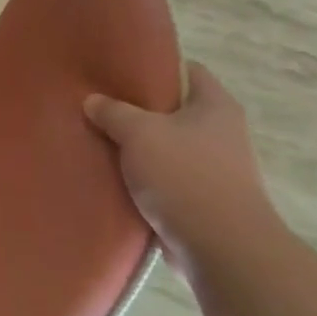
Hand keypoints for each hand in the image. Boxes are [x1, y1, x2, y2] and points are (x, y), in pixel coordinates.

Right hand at [83, 62, 284, 275]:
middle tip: (101, 105)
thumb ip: (113, 112)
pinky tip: (114, 175)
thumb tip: (93, 101)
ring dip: (140, 147)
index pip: (189, 71)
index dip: (156, 67)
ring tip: (101, 140)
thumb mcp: (138, 132)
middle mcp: (223, 133)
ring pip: (168, 146)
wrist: (221, 248)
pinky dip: (145, 177)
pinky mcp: (205, 201)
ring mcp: (217, 169)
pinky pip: (167, 178)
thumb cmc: (184, 175)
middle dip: (139, 110)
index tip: (121, 71)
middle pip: (174, 110)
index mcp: (216, 106)